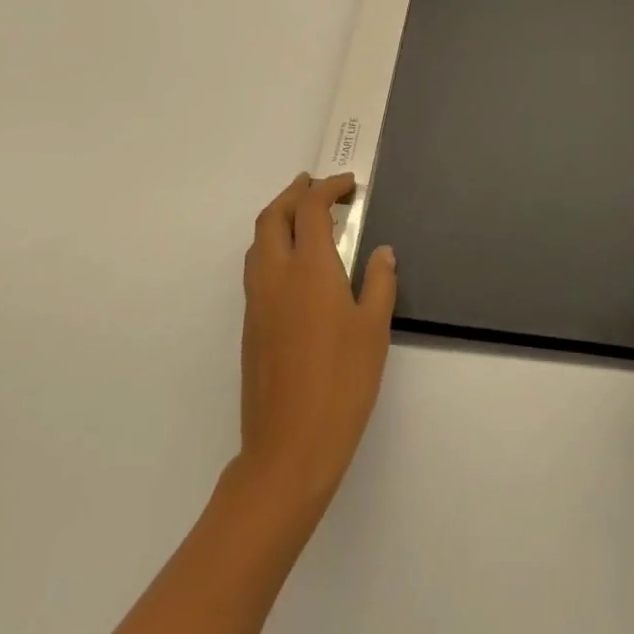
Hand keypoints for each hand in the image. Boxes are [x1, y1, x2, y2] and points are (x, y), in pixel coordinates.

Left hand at [238, 173, 397, 516]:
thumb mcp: (374, 329)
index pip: (310, 209)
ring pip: (258, 242)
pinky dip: (272, 246)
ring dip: (278, 218)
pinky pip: (256, 268)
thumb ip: (380, 282)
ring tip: (304, 217)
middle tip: (318, 186)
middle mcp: (275, 276)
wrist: (288, 448)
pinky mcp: (250, 326)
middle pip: (273, 216)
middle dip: (294, 193)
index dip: (328, 188)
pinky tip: (295, 265)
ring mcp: (257, 302)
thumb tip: (382, 252)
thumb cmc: (342, 384)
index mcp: (309, 269)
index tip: (349, 185)